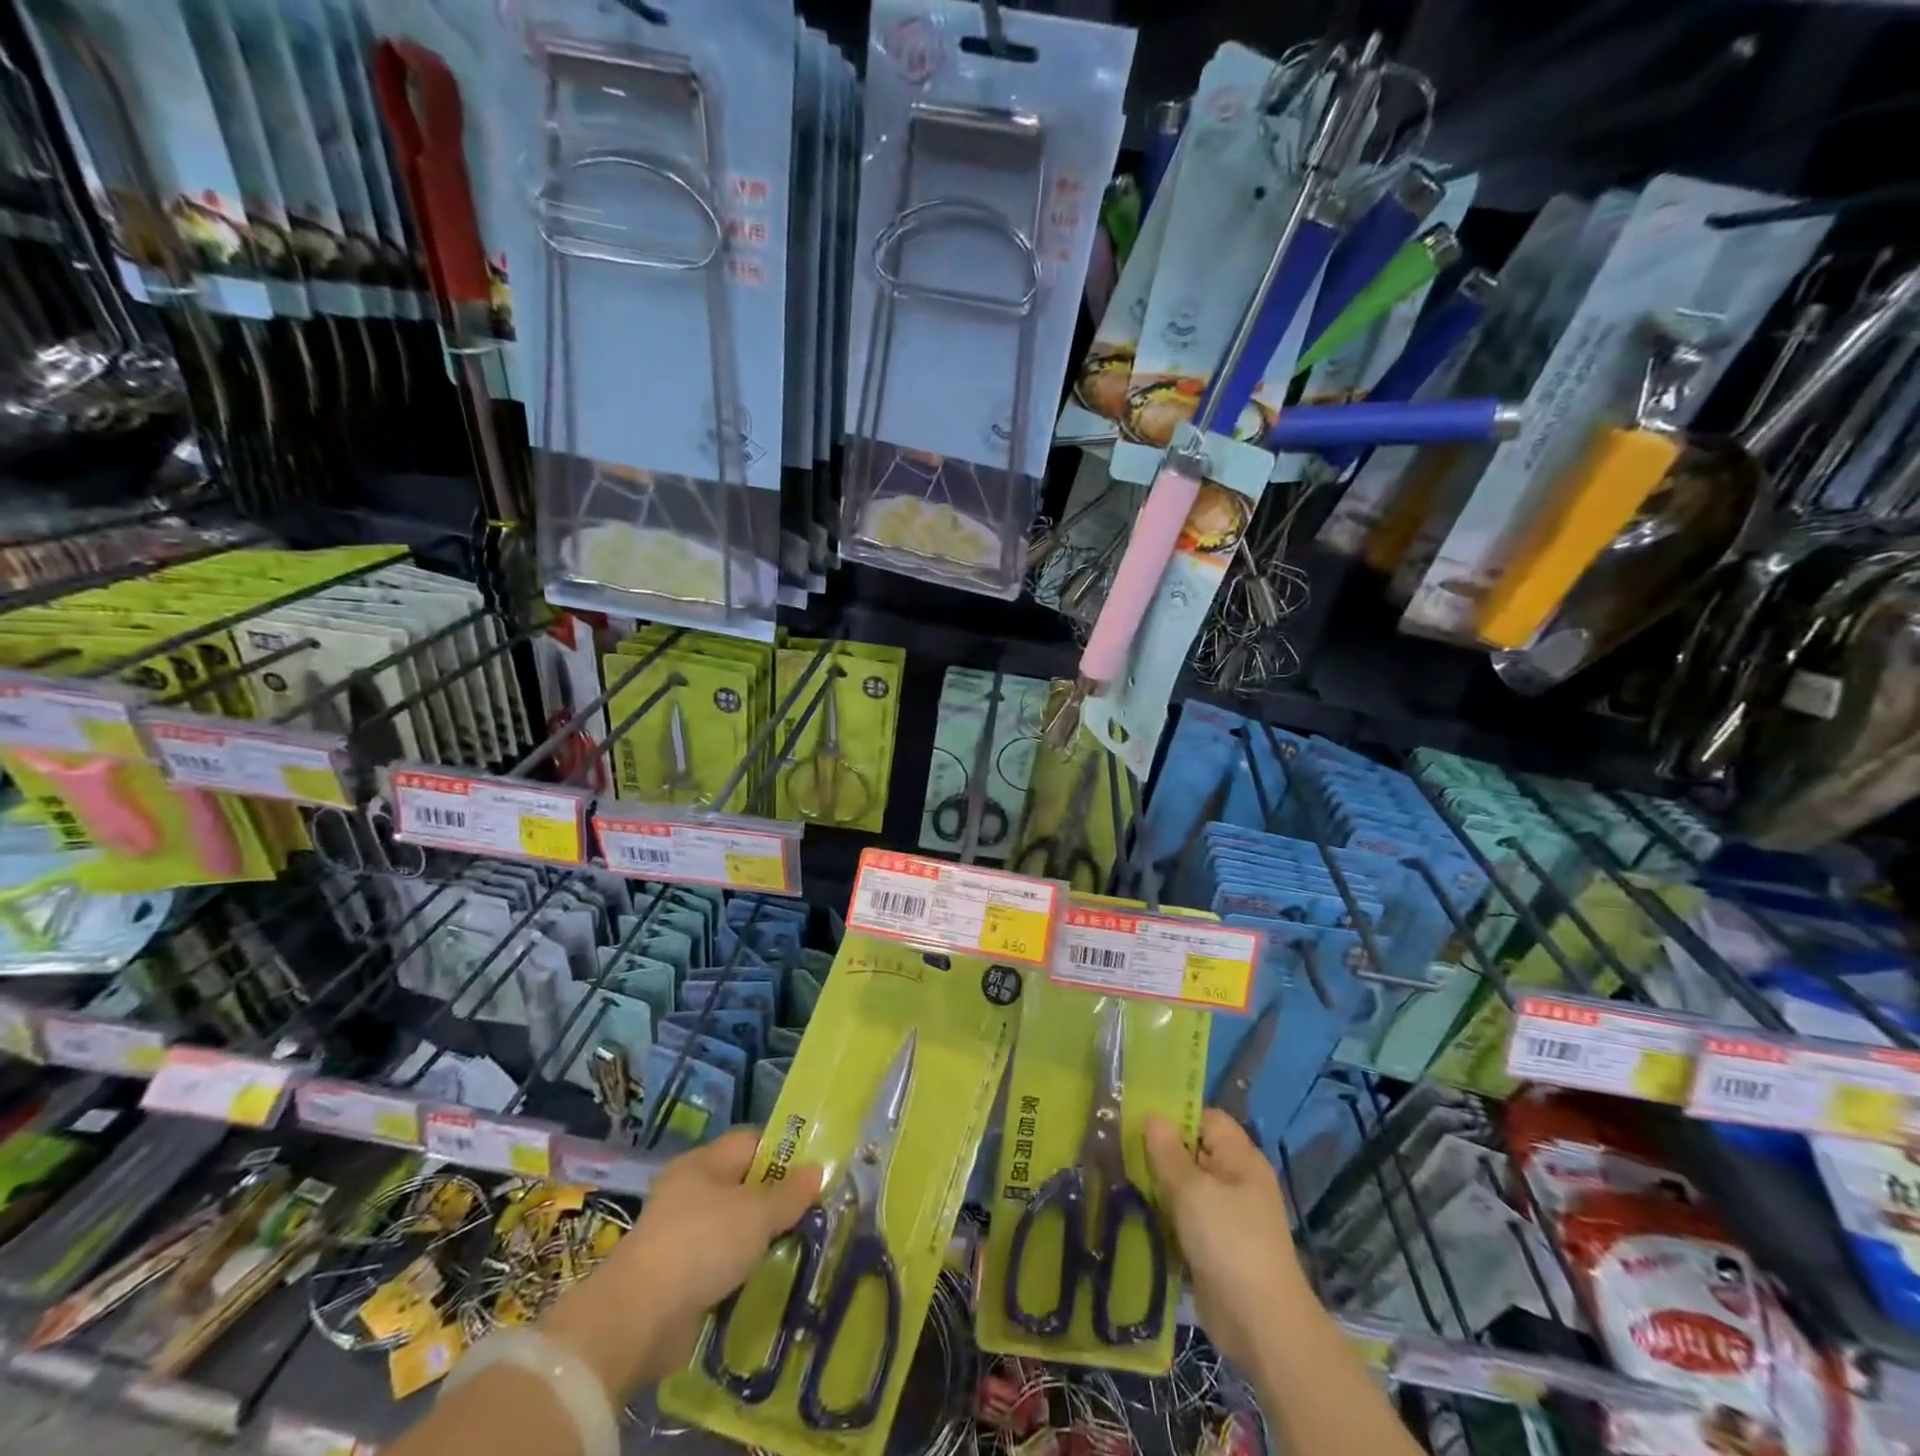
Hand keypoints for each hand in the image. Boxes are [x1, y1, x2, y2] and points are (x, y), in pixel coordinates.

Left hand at [542, 1129, 821, 1397]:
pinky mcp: (674, 1276)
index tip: (812, 1173)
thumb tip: (817, 1169)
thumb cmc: (703, 1244)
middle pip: (742, 1184)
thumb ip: (789, 1193)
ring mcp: (678, 1234)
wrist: (639, 1318)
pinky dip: (737, 1270)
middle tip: (809, 1214)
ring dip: (757, 1239)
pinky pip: (717, 1262)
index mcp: (703, 1162)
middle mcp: (688, 1191)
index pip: (751, 1141)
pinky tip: (761, 1280)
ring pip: (730, 1226)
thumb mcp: (757, 1214)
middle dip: (773, 1200)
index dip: (783, 1151)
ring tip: (793, 1249)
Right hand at [1145, 1109, 1312, 1371]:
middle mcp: (1236, 1180)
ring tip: (1121, 1176)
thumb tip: (1153, 1118)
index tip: (1137, 1118)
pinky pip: (1186, 1217)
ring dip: (1159, 1184)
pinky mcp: (1215, 1245)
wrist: (1261, 1325)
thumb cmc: (1229, 1242)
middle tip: (1120, 1147)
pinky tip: (1136, 1211)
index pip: (1206, 1118)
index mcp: (1240, 1158)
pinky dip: (1165, 1214)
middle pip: (1193, 1151)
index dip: (1175, 1114)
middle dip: (1160, 1150)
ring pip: (1186, 1186)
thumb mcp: (1192, 1190)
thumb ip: (1168, 1152)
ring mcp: (1227, 1215)